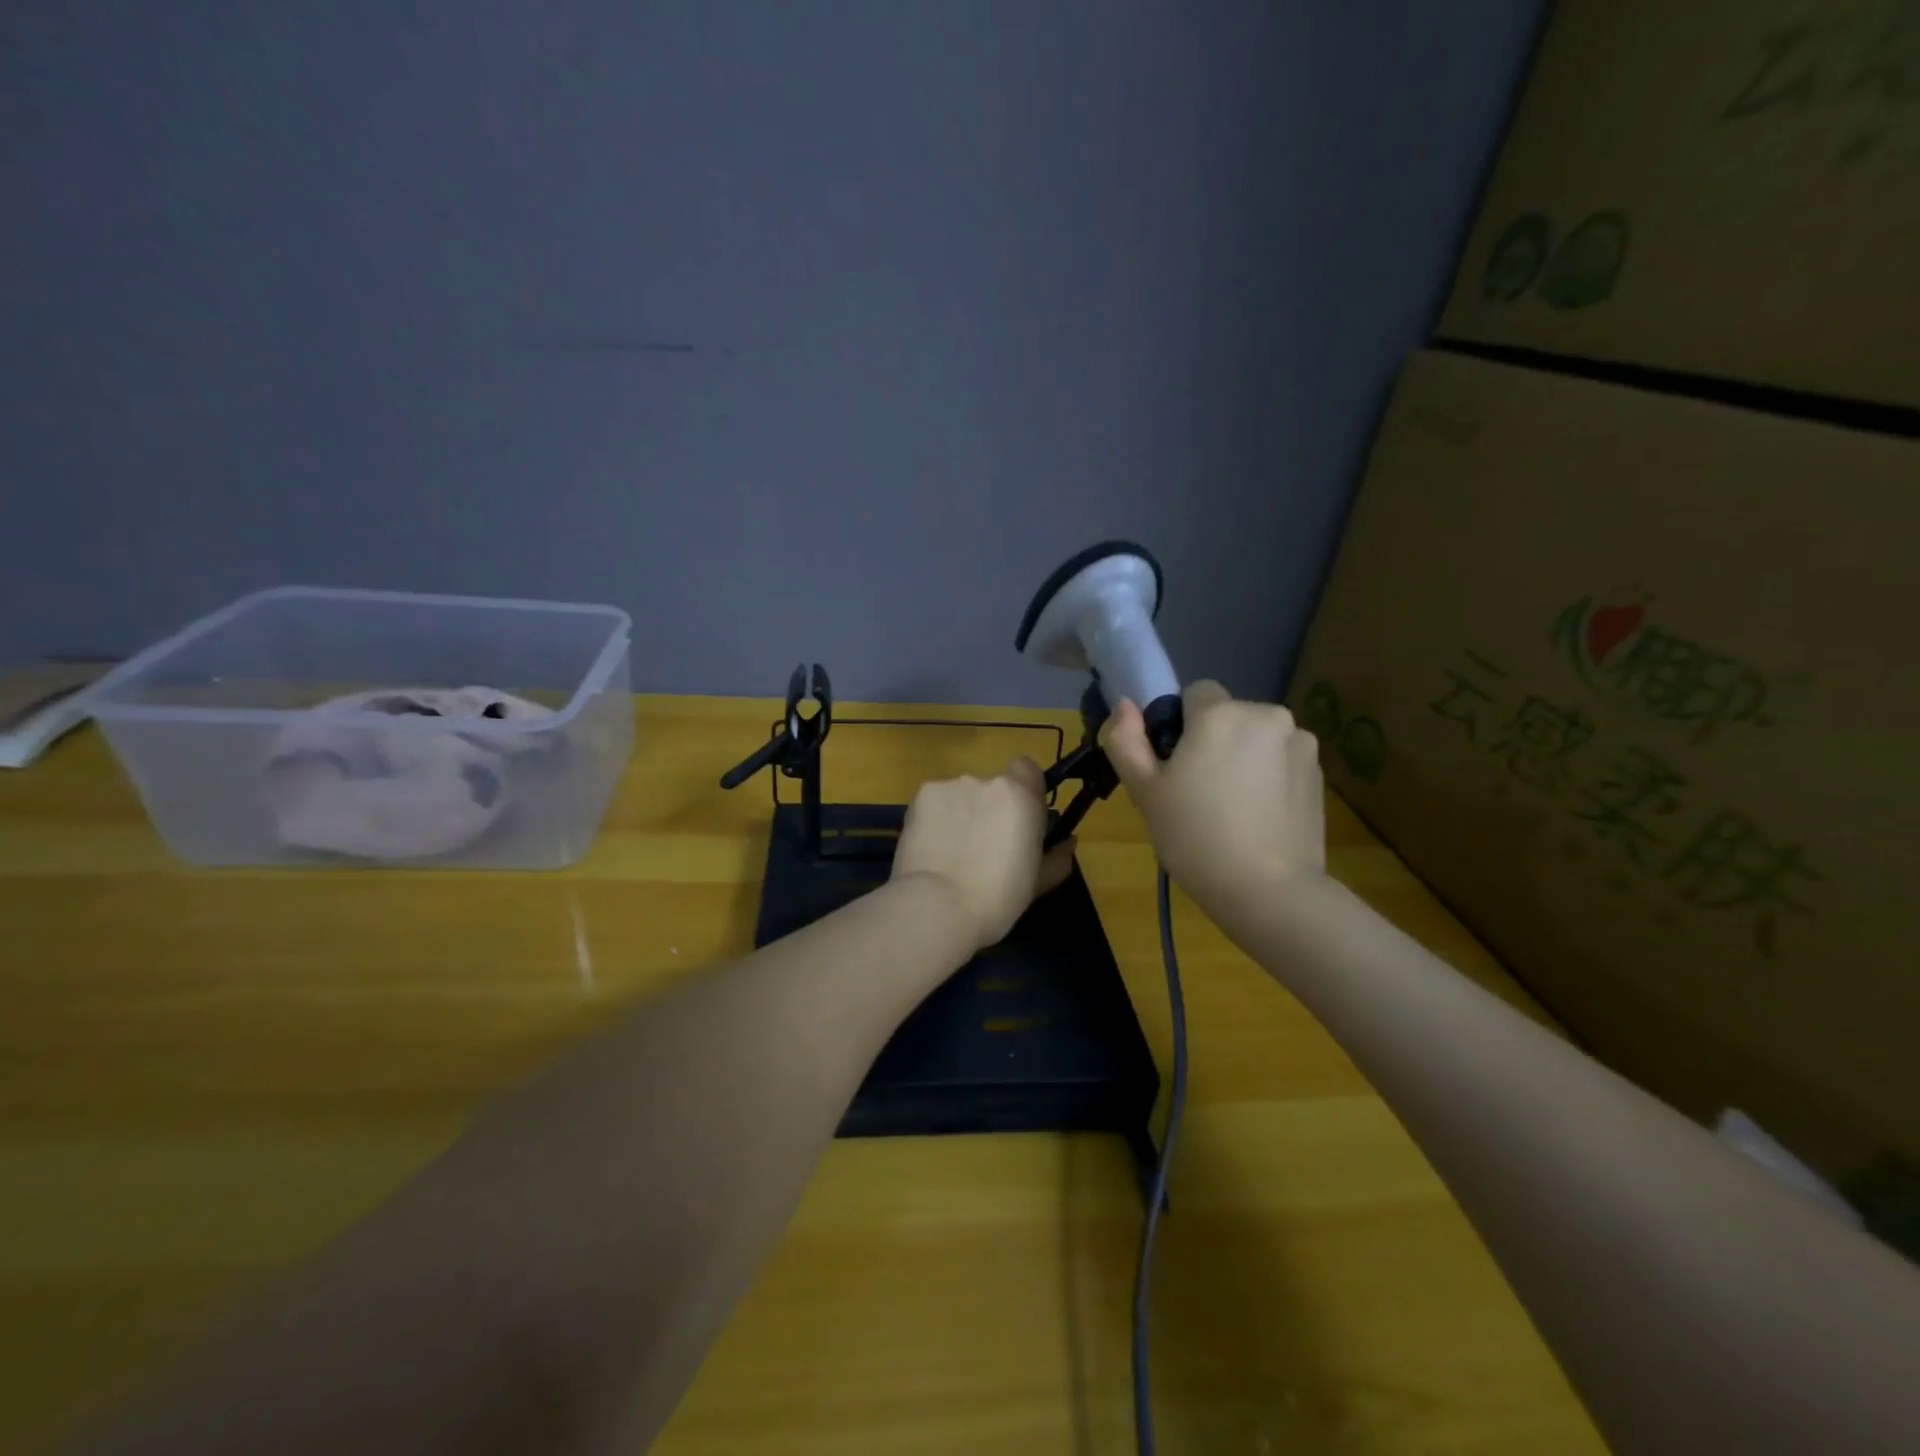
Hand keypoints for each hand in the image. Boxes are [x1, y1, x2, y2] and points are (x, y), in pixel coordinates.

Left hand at [891, 757, 1077, 951]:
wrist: (936, 907)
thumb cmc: (996, 900)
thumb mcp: (1037, 884)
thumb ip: (1056, 857)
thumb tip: (1068, 842)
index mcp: (1020, 797)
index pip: (1027, 768)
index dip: (1024, 790)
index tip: (1020, 819)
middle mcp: (986, 781)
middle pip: (992, 786)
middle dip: (990, 808)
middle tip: (983, 845)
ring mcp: (950, 786)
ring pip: (961, 795)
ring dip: (961, 813)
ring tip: (952, 851)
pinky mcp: (920, 797)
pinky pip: (935, 802)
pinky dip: (936, 819)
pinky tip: (931, 847)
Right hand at [1102, 681, 1325, 920]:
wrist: (1269, 891)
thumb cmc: (1195, 837)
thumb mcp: (1144, 791)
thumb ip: (1126, 740)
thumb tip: (1124, 704)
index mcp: (1221, 714)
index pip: (1195, 693)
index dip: (1181, 725)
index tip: (1176, 766)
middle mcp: (1267, 715)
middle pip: (1229, 715)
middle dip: (1215, 740)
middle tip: (1199, 791)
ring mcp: (1300, 743)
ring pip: (1257, 737)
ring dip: (1244, 756)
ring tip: (1233, 808)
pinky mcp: (1320, 773)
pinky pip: (1282, 760)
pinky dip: (1269, 776)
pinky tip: (1259, 816)